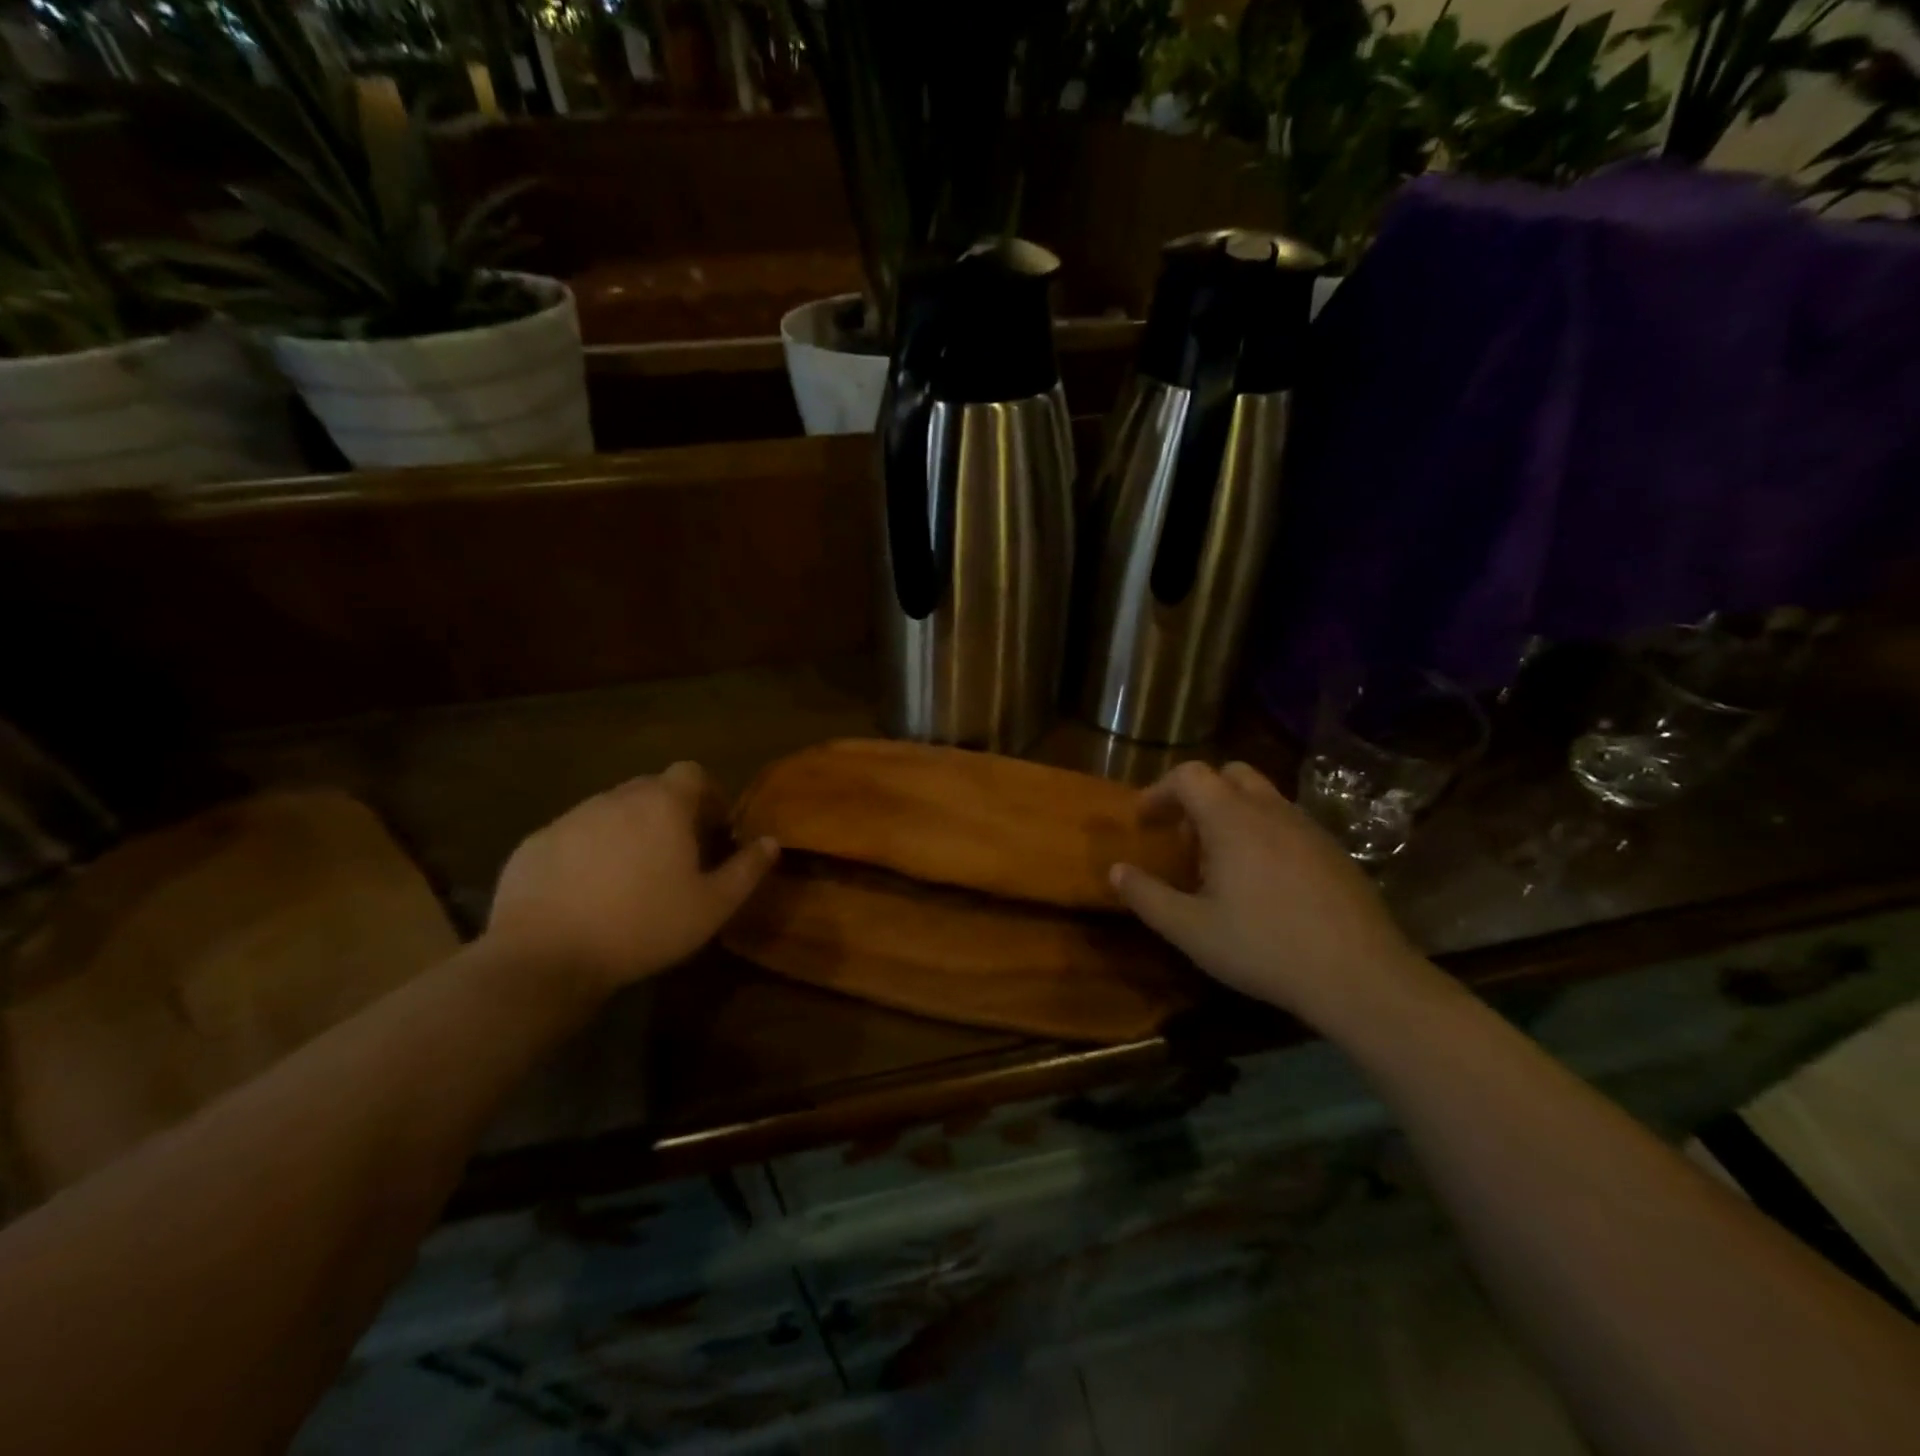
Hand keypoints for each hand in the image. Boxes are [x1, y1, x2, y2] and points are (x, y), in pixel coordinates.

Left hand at [486, 763, 777, 1002]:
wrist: (544, 957)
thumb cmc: (643, 926)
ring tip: (632, 877)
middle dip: (670, 813)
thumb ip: (747, 869)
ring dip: (629, 832)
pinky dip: (589, 853)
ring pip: (611, 812)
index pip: (693, 773)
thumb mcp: (712, 906)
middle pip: (652, 789)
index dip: (709, 795)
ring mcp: (570, 818)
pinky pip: (574, 836)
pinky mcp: (535, 843)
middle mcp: (616, 798)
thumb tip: (771, 842)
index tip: (713, 830)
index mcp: (663, 805)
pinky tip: (588, 893)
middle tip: (678, 856)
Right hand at [1110, 761, 1435, 1031]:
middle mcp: (1271, 811)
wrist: (1360, 976)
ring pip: (1262, 797)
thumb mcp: (1190, 930)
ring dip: (1232, 814)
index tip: (1143, 820)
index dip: (1159, 790)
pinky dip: (1263, 833)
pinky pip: (1287, 823)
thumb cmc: (1264, 947)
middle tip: (1184, 837)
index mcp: (1232, 819)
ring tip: (1221, 863)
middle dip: (1198, 796)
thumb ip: (1147, 896)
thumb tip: (1116, 870)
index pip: (1189, 775)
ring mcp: (1308, 828)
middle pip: (1228, 774)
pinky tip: (1263, 882)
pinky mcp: (1334, 851)